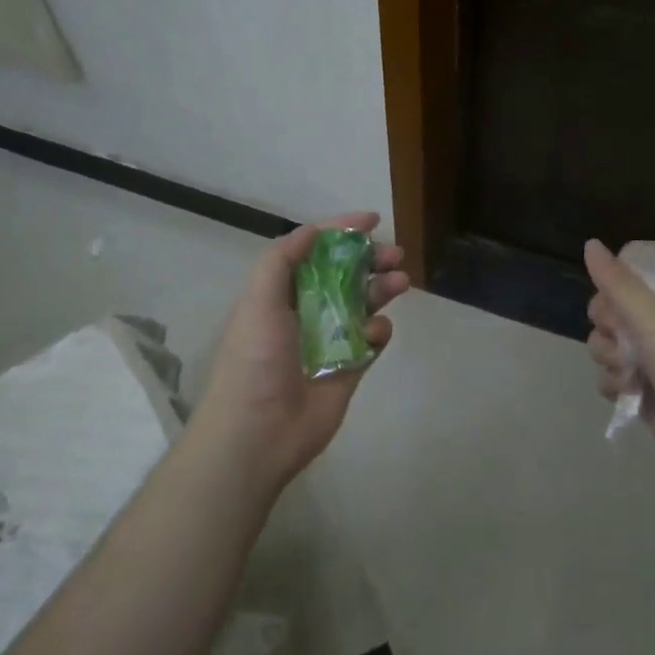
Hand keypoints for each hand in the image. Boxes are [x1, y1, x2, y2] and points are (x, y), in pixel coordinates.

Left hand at [195, 212, 409, 488]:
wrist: (258, 434)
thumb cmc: (255, 360)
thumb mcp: (258, 300)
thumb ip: (282, 260)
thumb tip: (314, 230)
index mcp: (281, 293)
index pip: (314, 252)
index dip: (341, 232)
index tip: (371, 220)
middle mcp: (306, 312)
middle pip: (345, 275)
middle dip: (370, 260)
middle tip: (394, 254)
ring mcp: (329, 341)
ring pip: (364, 304)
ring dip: (382, 288)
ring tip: (400, 282)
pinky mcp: (349, 369)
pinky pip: (372, 341)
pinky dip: (379, 331)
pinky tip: (376, 332)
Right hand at [584, 239, 654, 480]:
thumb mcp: (653, 315)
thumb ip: (617, 281)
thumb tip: (590, 243)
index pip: (643, 262)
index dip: (622, 268)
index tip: (611, 284)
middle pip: (614, 302)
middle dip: (606, 319)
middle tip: (620, 331)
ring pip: (607, 340)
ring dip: (608, 354)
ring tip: (628, 369)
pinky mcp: (644, 387)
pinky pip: (611, 373)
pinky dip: (614, 382)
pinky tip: (628, 390)